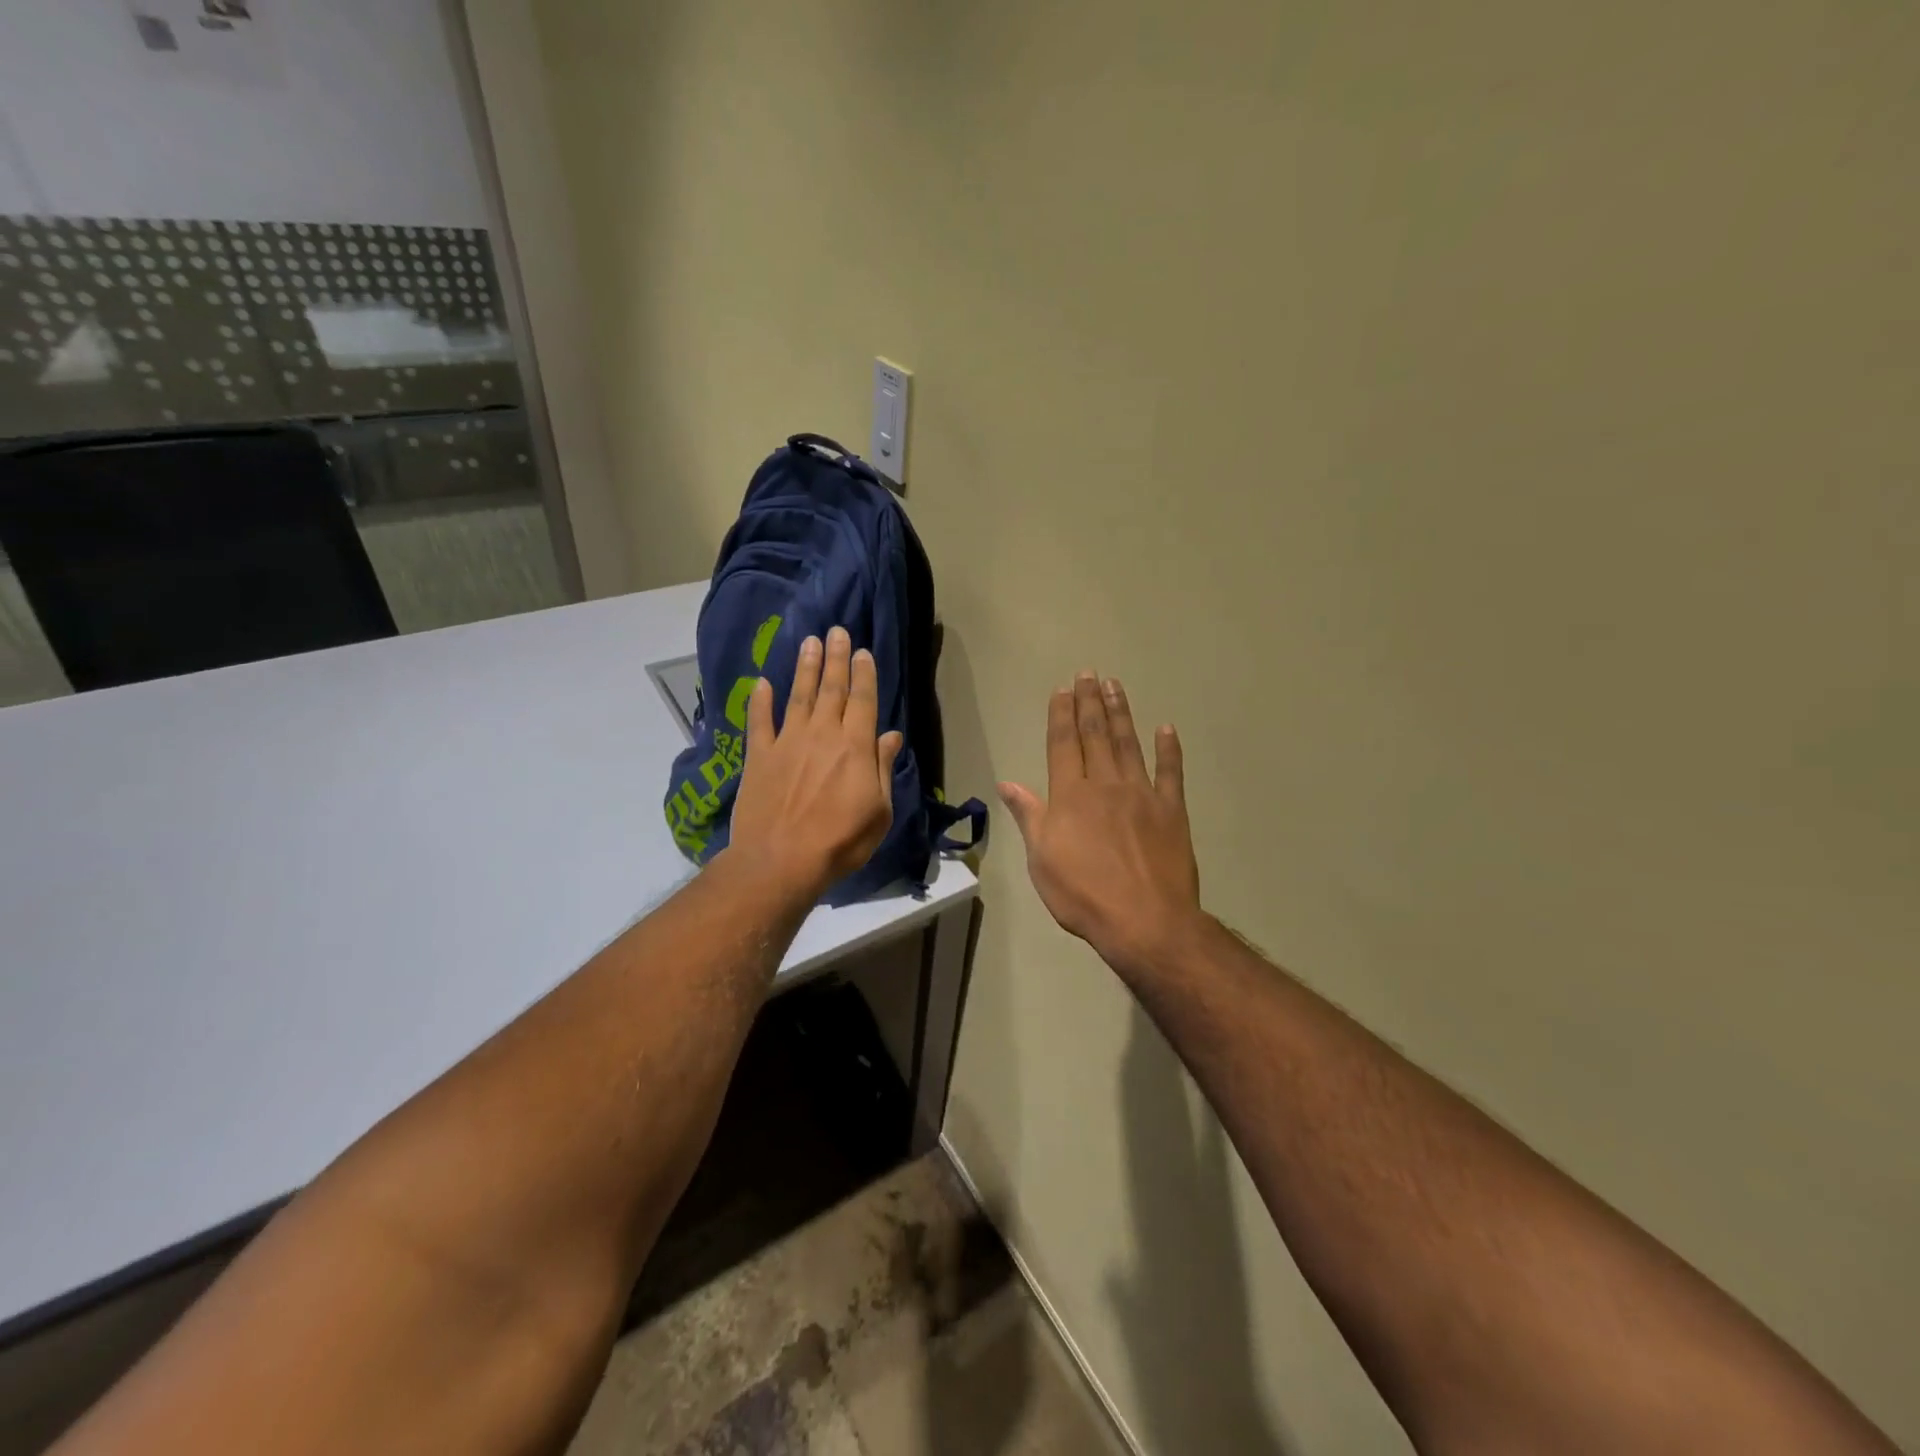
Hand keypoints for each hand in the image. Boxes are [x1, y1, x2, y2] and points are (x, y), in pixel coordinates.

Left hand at [728, 627, 903, 900]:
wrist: (780, 862)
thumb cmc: (840, 842)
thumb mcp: (878, 811)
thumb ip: (881, 768)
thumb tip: (890, 735)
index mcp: (854, 747)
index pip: (862, 700)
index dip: (864, 674)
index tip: (863, 651)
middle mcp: (821, 735)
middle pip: (831, 689)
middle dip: (836, 658)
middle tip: (836, 631)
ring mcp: (787, 742)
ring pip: (798, 696)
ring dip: (805, 668)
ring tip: (809, 642)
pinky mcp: (759, 756)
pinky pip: (759, 721)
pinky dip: (760, 700)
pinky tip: (761, 683)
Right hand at [999, 673, 1203, 975]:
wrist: (1144, 921)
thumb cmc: (1083, 894)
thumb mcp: (1041, 860)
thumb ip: (1029, 816)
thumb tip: (1008, 782)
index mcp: (1070, 796)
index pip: (1063, 744)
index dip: (1062, 715)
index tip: (1063, 689)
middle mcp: (1105, 784)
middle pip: (1096, 735)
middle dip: (1090, 702)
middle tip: (1089, 673)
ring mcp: (1142, 794)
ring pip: (1129, 744)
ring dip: (1121, 713)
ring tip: (1115, 686)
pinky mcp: (1172, 811)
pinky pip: (1171, 773)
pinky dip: (1169, 749)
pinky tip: (1166, 729)